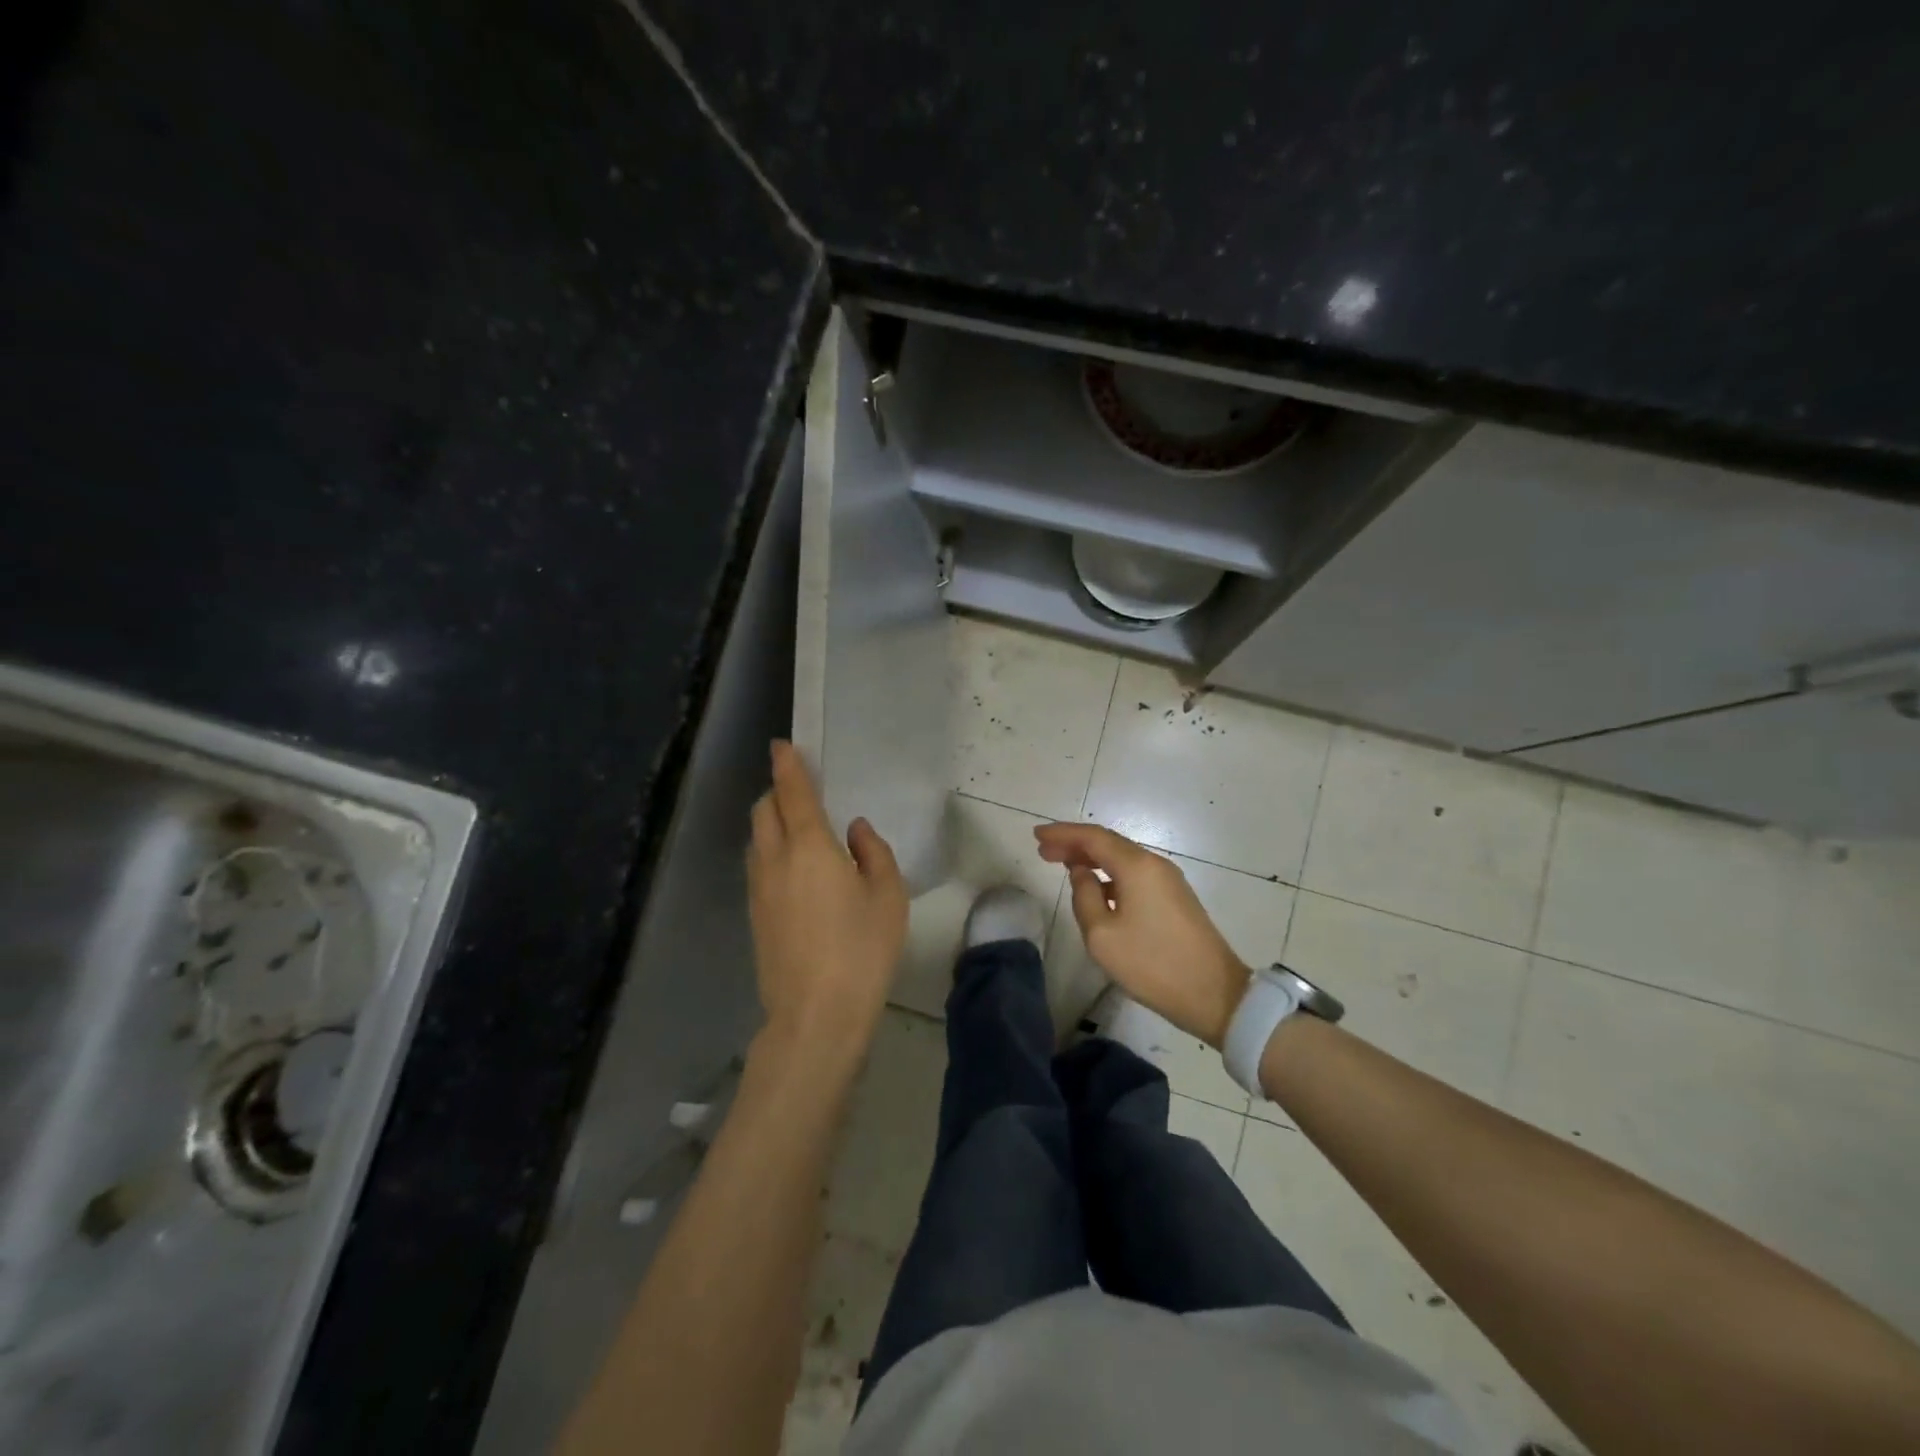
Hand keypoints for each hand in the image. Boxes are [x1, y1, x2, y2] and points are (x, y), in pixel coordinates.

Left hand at [747, 741, 907, 1059]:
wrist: (815, 1015)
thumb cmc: (861, 950)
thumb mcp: (888, 897)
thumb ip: (874, 853)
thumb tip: (855, 831)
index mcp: (810, 847)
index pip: (793, 793)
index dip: (788, 765)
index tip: (782, 745)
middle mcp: (775, 860)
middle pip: (764, 811)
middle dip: (777, 792)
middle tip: (801, 791)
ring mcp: (758, 890)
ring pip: (757, 839)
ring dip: (772, 823)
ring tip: (799, 831)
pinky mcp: (754, 916)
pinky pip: (758, 867)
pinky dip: (770, 853)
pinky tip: (795, 872)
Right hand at [1034, 823, 1250, 1047]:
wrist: (1214, 995)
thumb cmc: (1152, 964)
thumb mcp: (1102, 935)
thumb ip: (1084, 896)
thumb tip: (1082, 874)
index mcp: (1137, 866)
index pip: (1093, 837)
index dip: (1062, 833)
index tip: (1037, 835)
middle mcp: (1154, 864)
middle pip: (1108, 843)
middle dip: (1074, 844)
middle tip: (1043, 850)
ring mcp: (1168, 881)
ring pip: (1122, 858)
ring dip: (1092, 858)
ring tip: (1063, 865)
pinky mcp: (1175, 898)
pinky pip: (1134, 874)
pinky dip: (1109, 873)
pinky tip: (1096, 888)